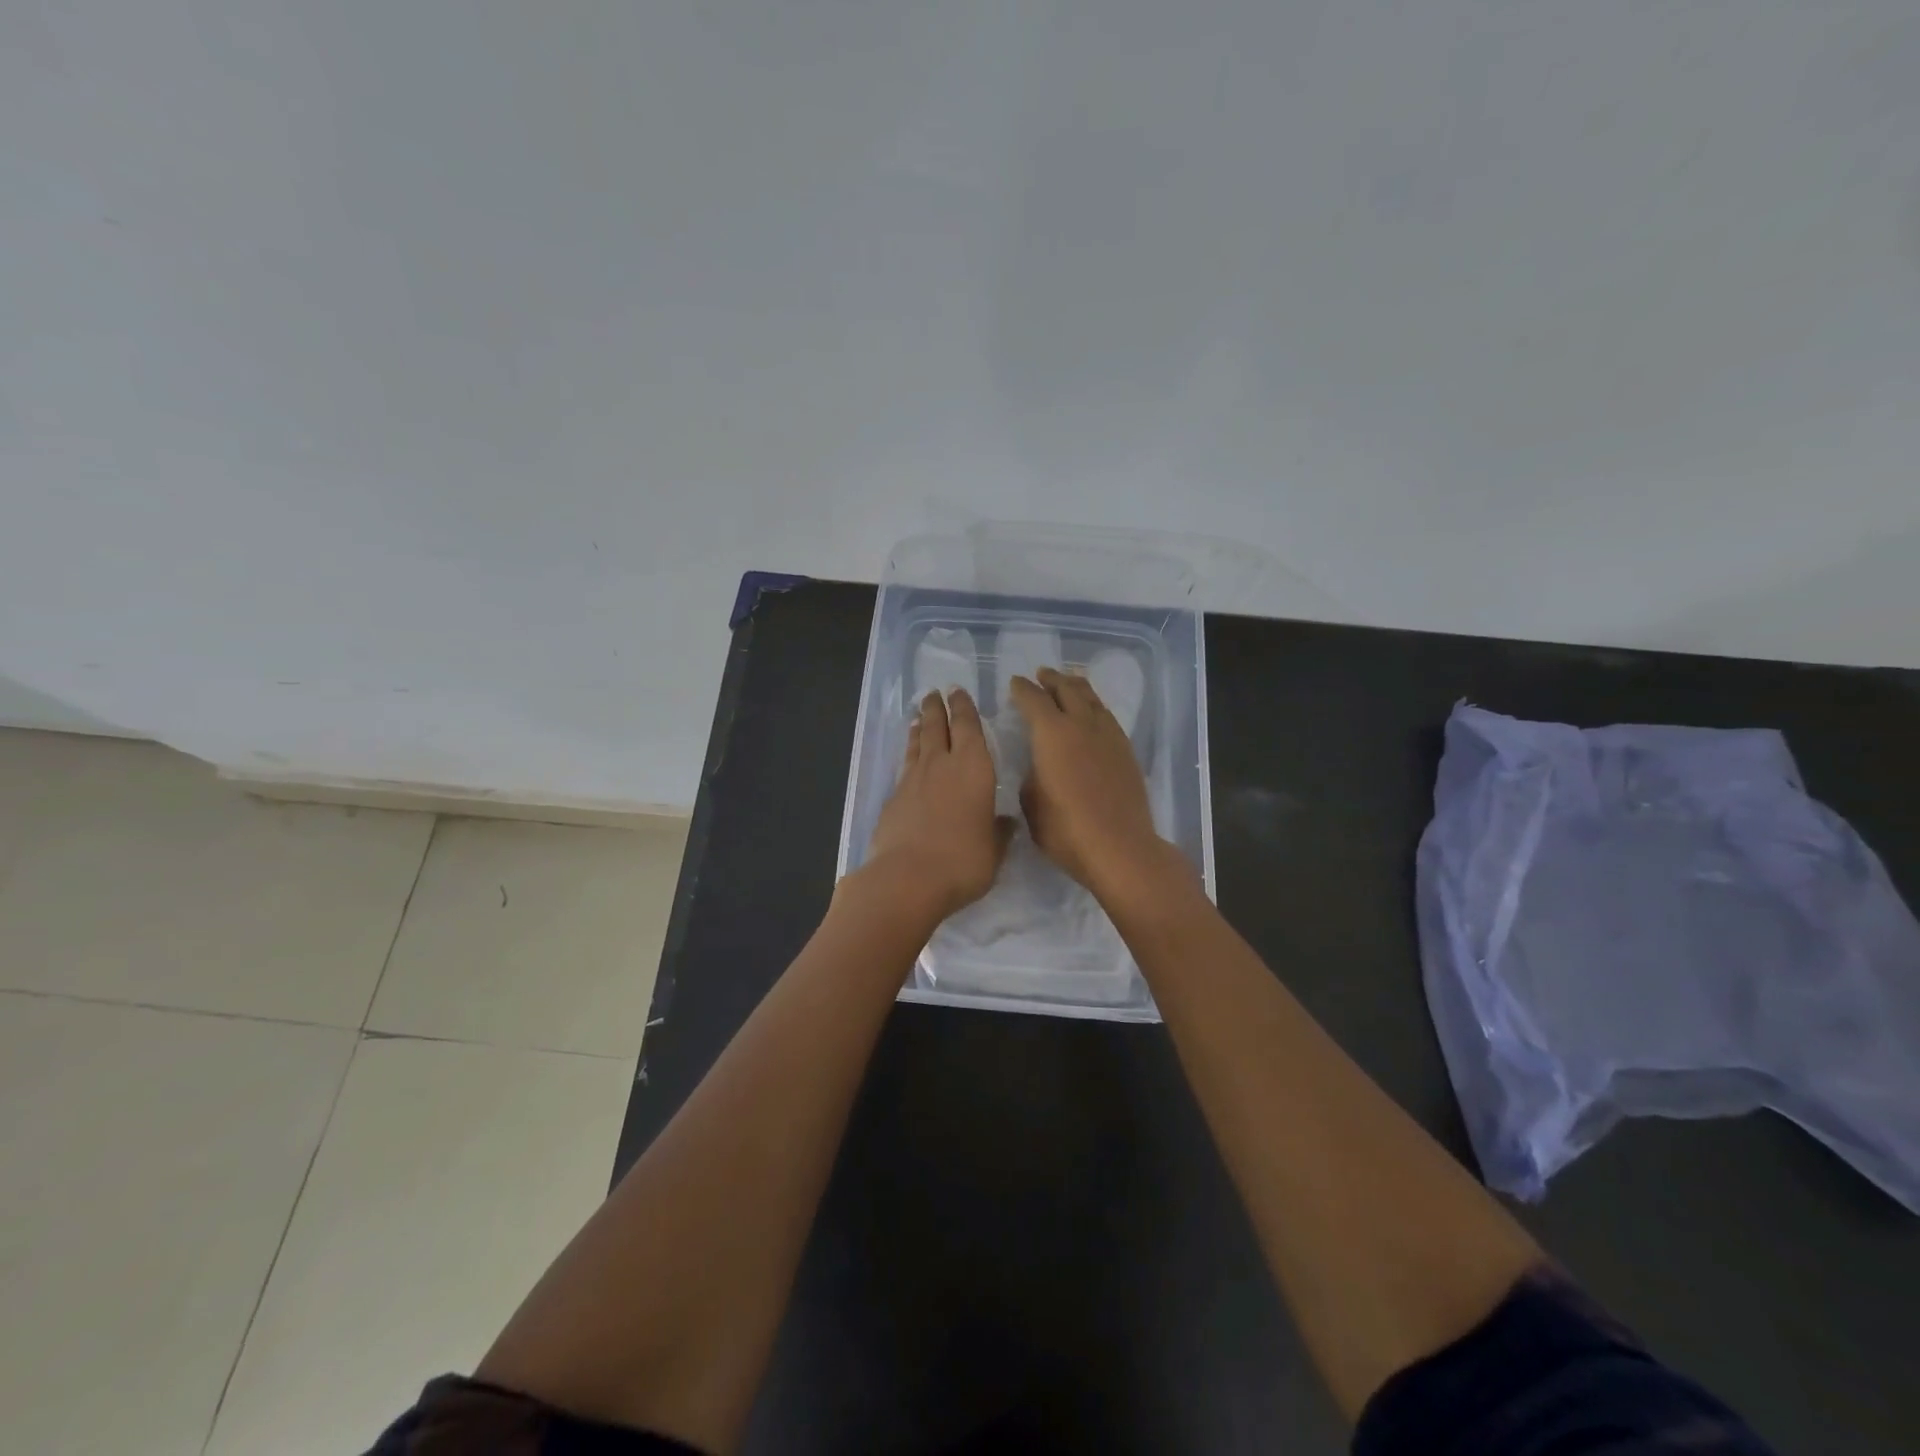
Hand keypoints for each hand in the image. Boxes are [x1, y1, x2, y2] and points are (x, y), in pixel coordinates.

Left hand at [862, 689, 1011, 921]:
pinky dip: (907, 755)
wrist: (907, 879)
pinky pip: (904, 767)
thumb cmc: (963, 862)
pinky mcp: (892, 799)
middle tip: (934, 693)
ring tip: (918, 716)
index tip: (958, 692)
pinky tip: (908, 760)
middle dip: (937, 708)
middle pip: (936, 727)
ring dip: (918, 727)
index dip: (964, 708)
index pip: (968, 726)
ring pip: (916, 743)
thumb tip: (1006, 821)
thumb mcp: (994, 851)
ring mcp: (912, 780)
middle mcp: (941, 765)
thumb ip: (999, 832)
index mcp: (973, 768)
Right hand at [1008, 667, 1182, 900]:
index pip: (1033, 700)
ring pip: (1092, 699)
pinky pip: (1107, 717)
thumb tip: (1039, 764)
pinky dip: (1094, 707)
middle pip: (1067, 689)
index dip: (1022, 689)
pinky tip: (1092, 714)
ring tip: (1069, 683)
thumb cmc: (1065, 829)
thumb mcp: (1031, 802)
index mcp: (1052, 733)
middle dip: (1052, 679)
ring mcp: (1109, 736)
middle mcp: (1081, 725)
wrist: (1119, 848)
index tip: (1015, 683)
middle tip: (1042, 674)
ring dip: (1077, 687)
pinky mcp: (1126, 751)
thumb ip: (1032, 773)